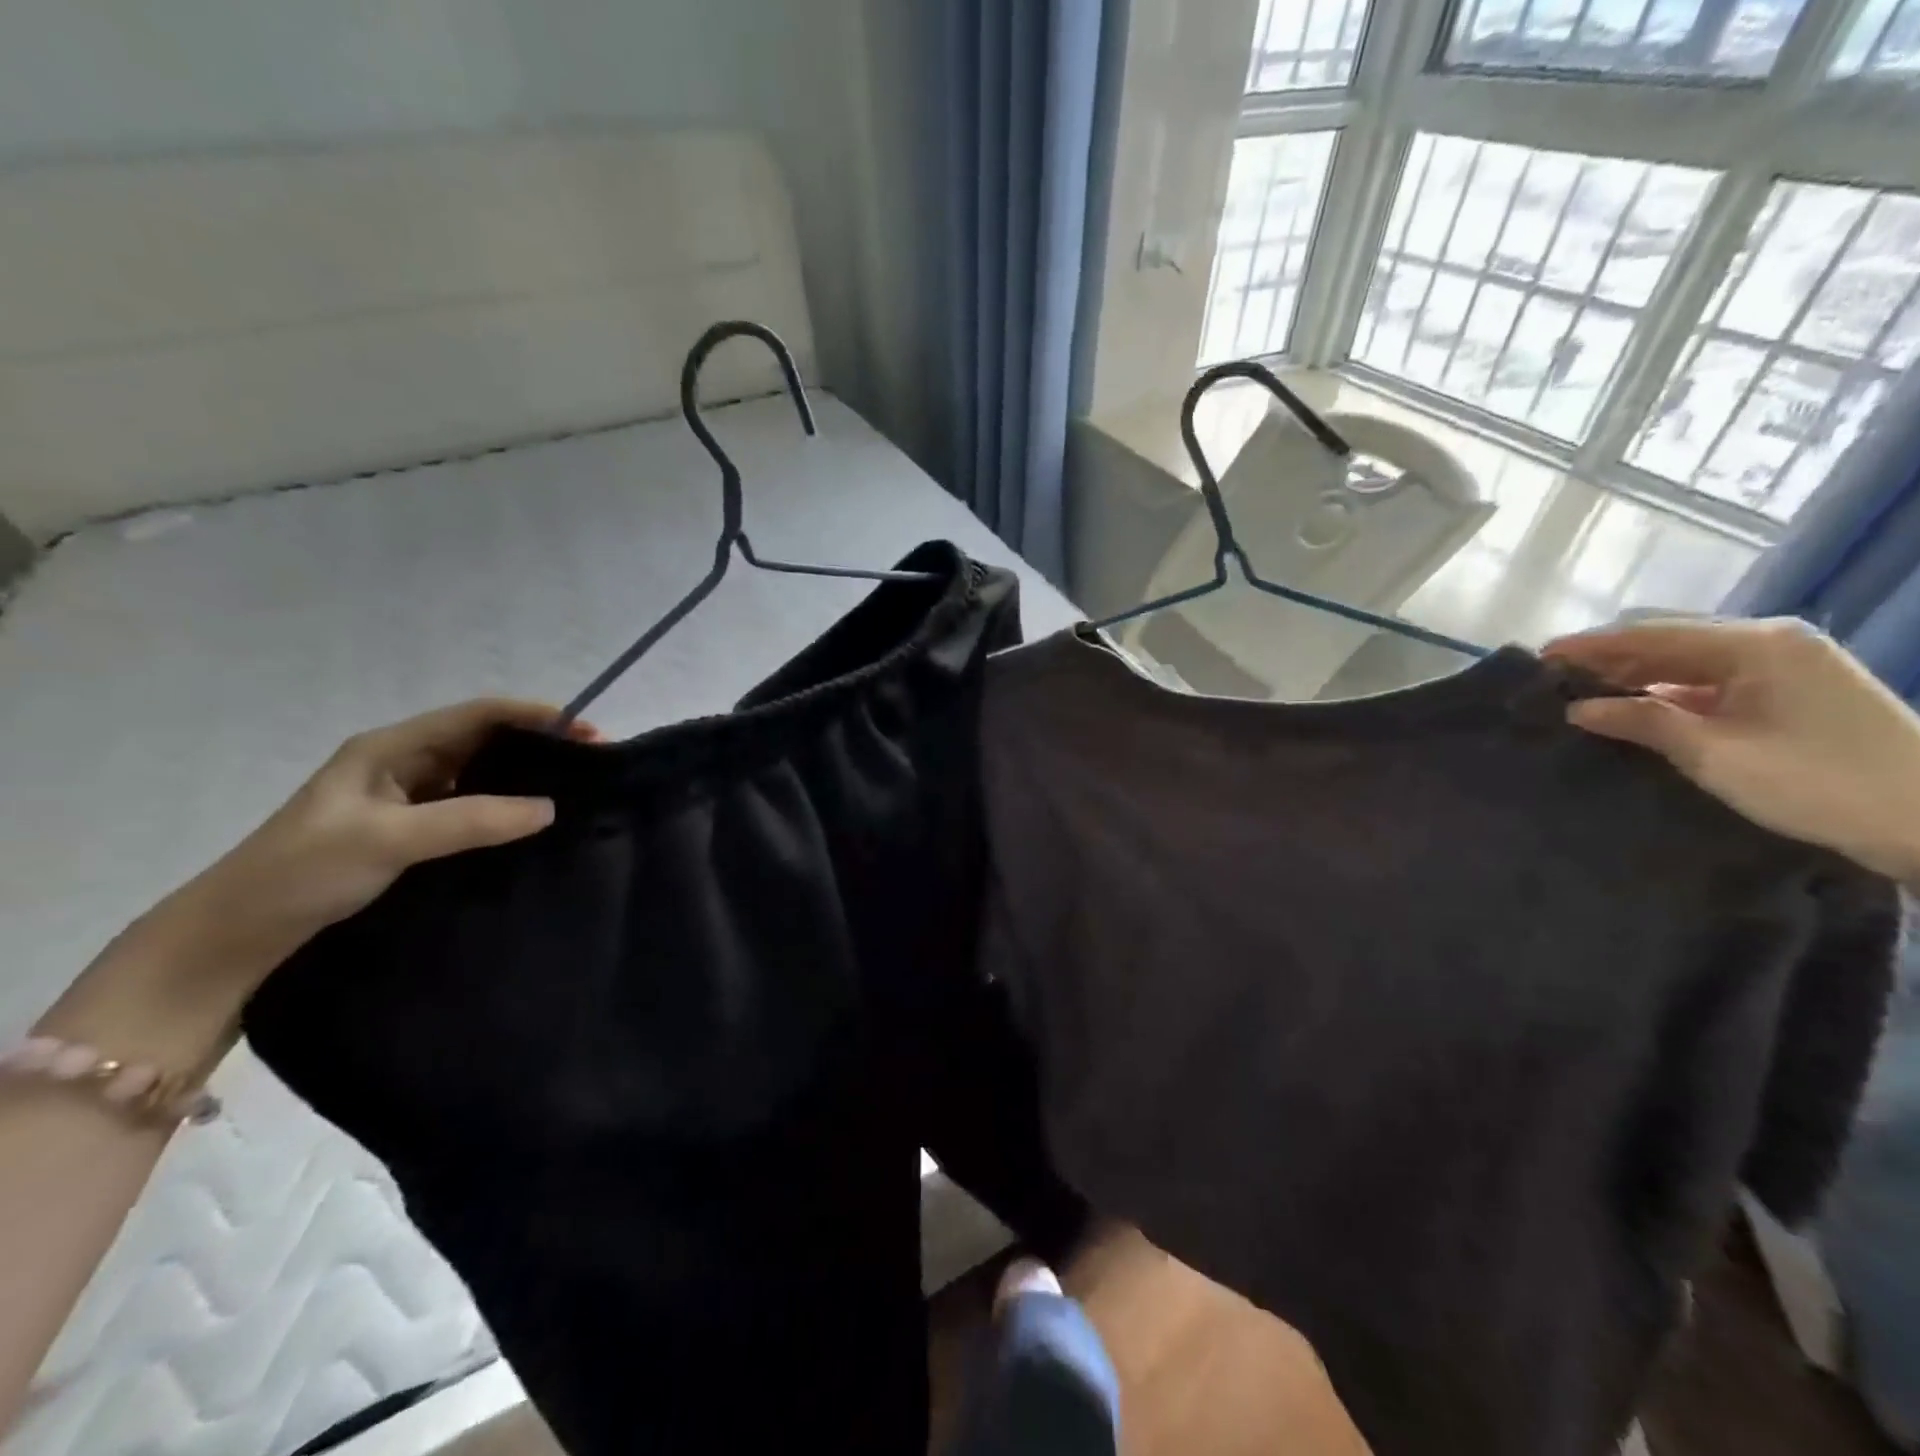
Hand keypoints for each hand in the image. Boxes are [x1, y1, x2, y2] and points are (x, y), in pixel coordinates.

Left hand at [174, 699, 593, 967]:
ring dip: (524, 776)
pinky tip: (530, 824)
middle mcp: (402, 763)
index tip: (586, 732)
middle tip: (590, 763)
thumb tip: (550, 807)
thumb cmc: (302, 872)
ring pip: (479, 774)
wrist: (233, 936)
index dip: (534, 715)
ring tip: (572, 790)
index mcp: (390, 747)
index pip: (477, 714)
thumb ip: (470, 820)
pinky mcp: (409, 831)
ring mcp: (405, 798)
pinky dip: (504, 808)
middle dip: (538, 743)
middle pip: (483, 739)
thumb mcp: (388, 839)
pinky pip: (470, 807)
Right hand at [1544, 618, 1919, 884]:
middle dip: (1609, 656)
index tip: (1539, 658)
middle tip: (1554, 678)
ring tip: (1584, 690)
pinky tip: (1637, 704)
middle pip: (1670, 639)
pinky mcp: (1794, 689)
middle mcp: (1772, 641)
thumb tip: (1577, 708)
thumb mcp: (1715, 753)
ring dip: (1636, 672)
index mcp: (1756, 644)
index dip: (1590, 645)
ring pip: (1689, 658)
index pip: (1652, 633)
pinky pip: (1713, 677)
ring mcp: (1788, 664)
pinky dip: (1669, 688)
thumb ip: (1642, 721)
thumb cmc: (1817, 782)